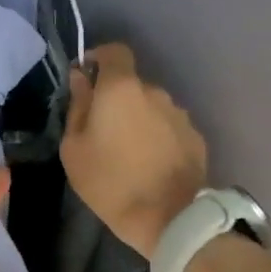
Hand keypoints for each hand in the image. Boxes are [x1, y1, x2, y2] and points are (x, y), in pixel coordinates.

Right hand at [63, 44, 207, 258]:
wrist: (171, 220)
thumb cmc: (110, 182)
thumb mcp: (74, 148)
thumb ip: (77, 107)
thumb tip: (81, 80)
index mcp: (121, 88)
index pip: (114, 51)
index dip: (99, 59)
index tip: (86, 79)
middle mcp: (155, 92)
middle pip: (131, 84)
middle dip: (116, 99)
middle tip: (102, 130)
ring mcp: (179, 114)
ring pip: (151, 107)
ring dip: (138, 120)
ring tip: (128, 152)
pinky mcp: (196, 138)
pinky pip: (168, 128)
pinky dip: (157, 138)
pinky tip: (150, 164)